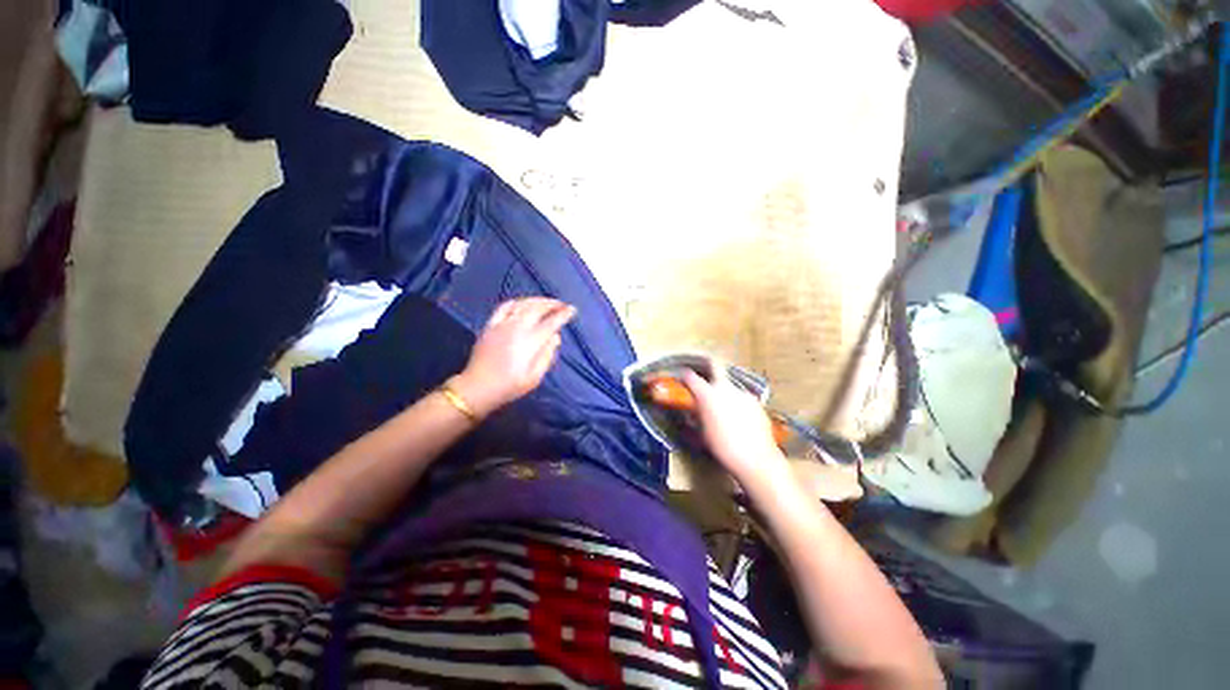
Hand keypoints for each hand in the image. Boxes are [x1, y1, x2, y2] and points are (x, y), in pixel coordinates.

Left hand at [450, 298, 575, 417]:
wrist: (479, 387)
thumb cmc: (510, 385)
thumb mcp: (535, 377)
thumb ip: (548, 355)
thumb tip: (555, 337)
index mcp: (531, 341)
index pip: (552, 322)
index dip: (564, 314)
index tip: (572, 310)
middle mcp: (518, 327)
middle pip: (538, 308)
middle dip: (553, 304)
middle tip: (562, 305)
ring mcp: (503, 324)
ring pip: (523, 304)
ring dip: (537, 300)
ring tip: (547, 302)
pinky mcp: (491, 325)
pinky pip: (505, 307)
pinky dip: (517, 302)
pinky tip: (523, 304)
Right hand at [682, 366, 789, 488]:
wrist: (755, 459)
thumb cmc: (723, 447)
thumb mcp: (702, 432)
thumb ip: (697, 415)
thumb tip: (693, 409)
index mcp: (708, 395)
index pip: (691, 377)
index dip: (685, 375)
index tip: (682, 377)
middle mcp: (725, 388)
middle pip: (716, 368)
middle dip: (708, 369)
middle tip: (704, 378)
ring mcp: (743, 393)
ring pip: (730, 386)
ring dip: (724, 392)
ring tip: (723, 407)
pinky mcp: (756, 403)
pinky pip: (742, 398)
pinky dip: (737, 403)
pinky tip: (739, 418)